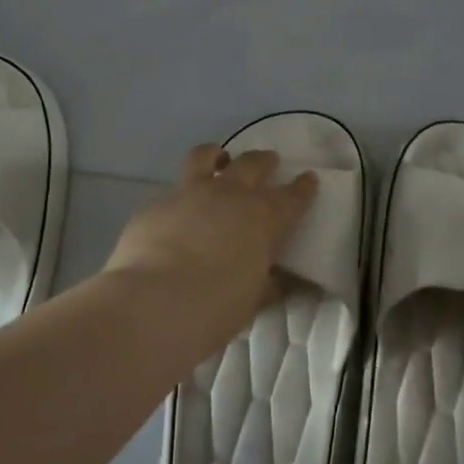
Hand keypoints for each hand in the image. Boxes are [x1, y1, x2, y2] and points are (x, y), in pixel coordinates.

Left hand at [104, 144, 317, 342]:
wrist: (154, 303)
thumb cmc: (216, 307)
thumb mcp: (253, 299)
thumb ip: (267, 283)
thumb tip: (277, 281)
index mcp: (264, 217)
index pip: (293, 196)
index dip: (303, 187)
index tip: (309, 179)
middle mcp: (230, 194)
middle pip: (254, 164)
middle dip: (265, 161)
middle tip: (269, 162)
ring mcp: (190, 193)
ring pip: (206, 156)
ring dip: (217, 156)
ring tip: (219, 160)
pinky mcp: (156, 204)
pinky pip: (172, 191)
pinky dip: (181, 197)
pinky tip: (176, 213)